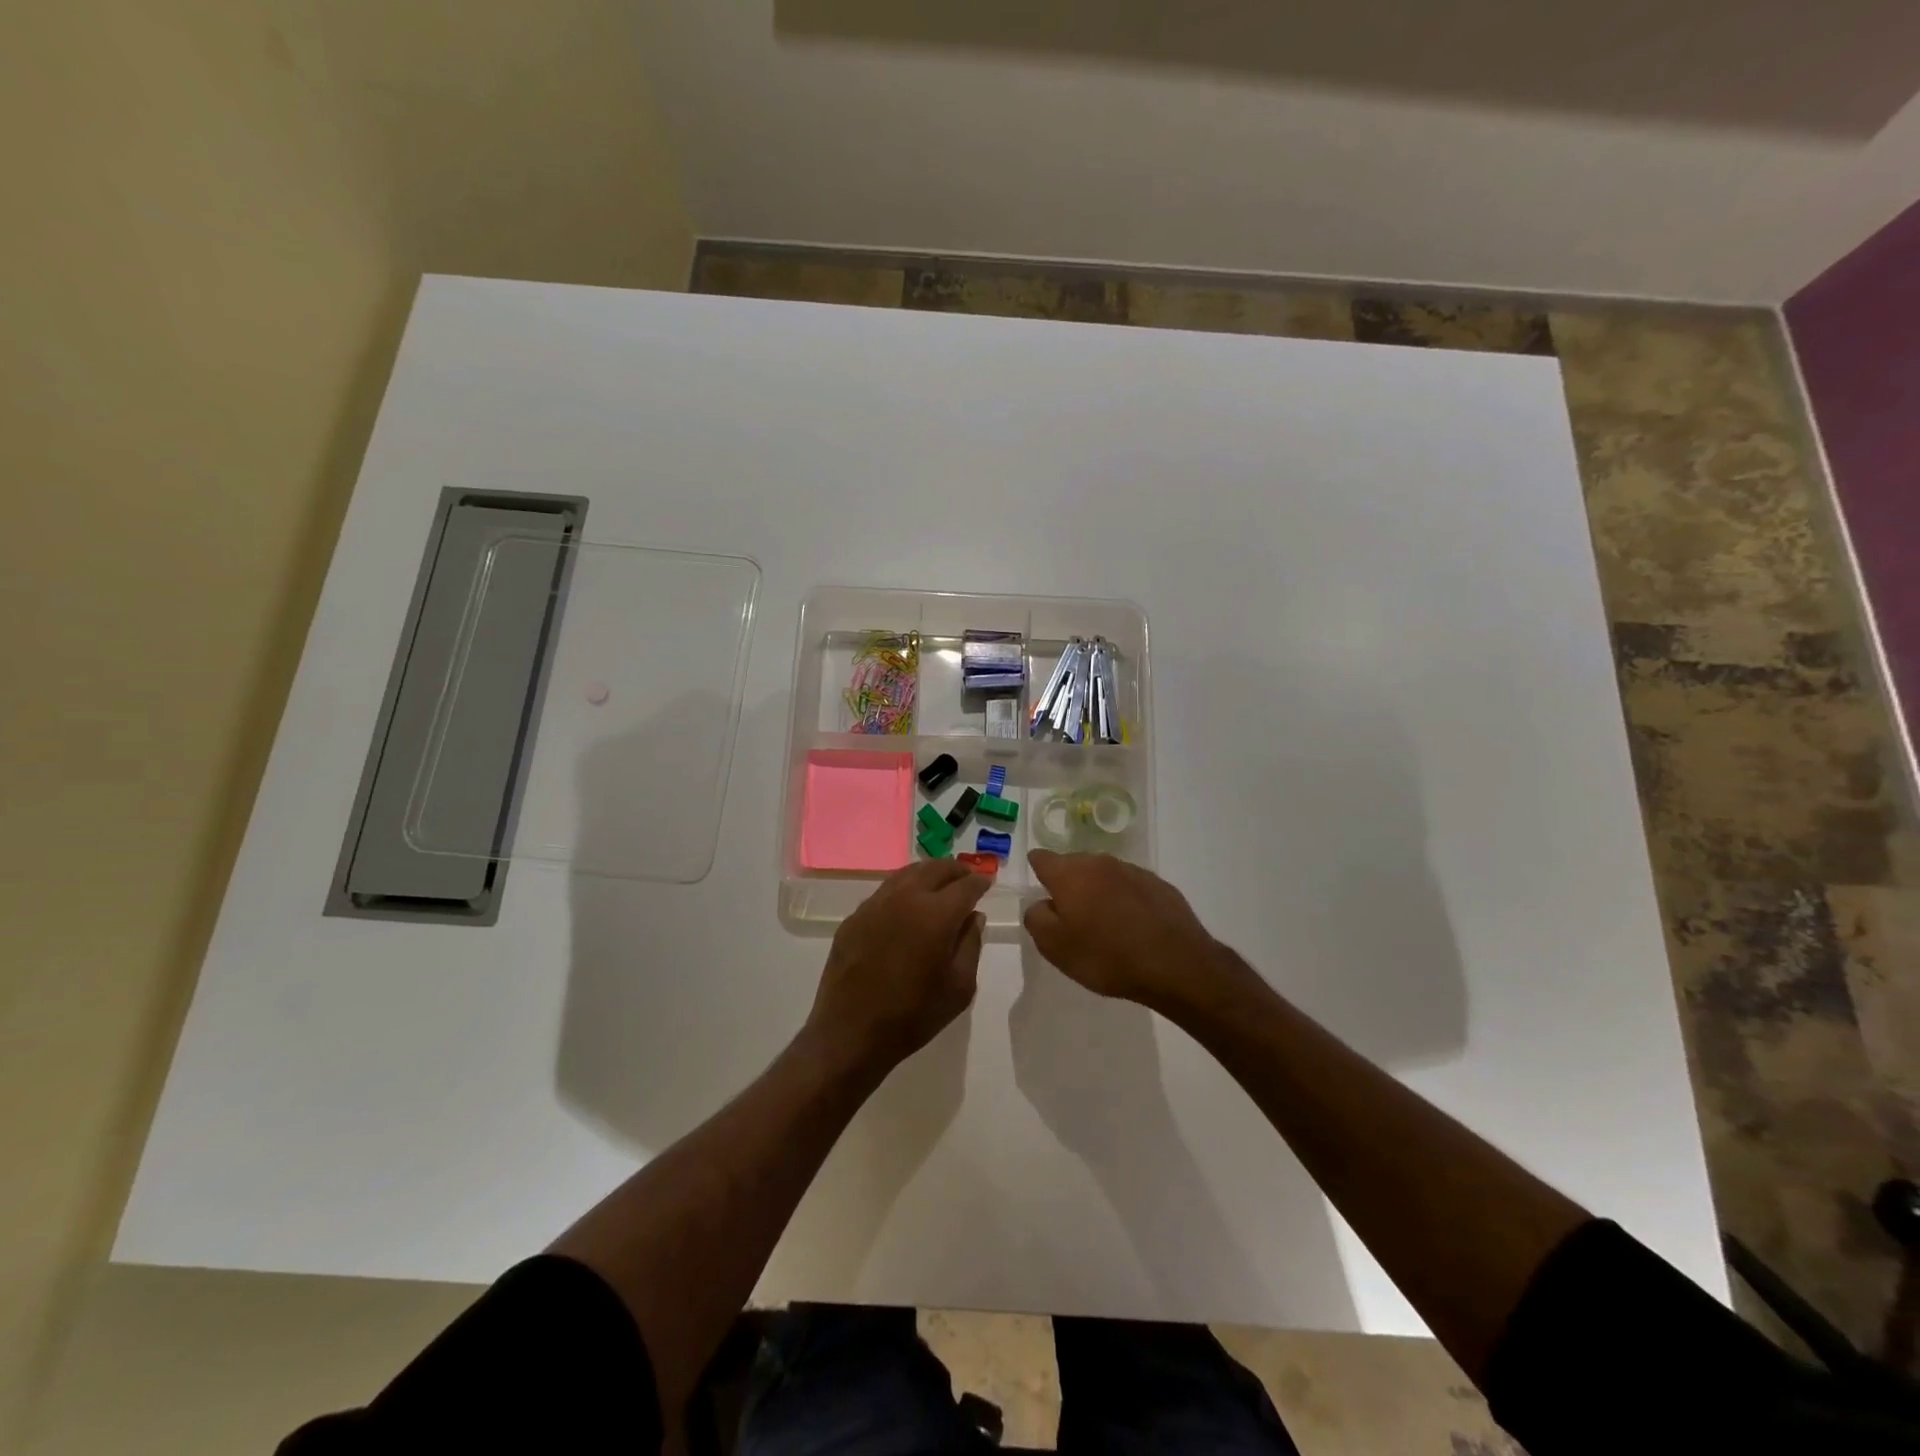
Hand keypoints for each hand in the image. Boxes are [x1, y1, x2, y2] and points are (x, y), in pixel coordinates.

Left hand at [806, 859, 989, 1078]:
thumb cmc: (914, 1015)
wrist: (851, 1032)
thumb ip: (971, 944)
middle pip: (935, 869)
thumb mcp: (960, 987)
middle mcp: (906, 898)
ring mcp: (876, 904)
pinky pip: (885, 891)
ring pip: (907, 874)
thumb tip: (973, 916)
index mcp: (937, 914)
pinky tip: (907, 903)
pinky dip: (904, 888)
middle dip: (955, 870)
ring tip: (939, 882)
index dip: (980, 882)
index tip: (987, 882)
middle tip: (966, 876)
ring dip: (928, 873)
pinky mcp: (855, 917)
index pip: (965, 886)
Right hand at [1023, 851, 1228, 1014]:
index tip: (1040, 889)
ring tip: (1103, 924)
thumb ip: (1037, 919)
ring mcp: (1132, 871)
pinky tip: (1132, 926)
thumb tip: (1041, 904)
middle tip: (1071, 916)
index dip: (1037, 871)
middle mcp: (1100, 863)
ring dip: (1098, 892)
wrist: (1176, 964)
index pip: (1042, 858)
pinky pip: (1130, 887)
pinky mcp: (1158, 885)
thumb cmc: (1107, 956)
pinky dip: (1124, 900)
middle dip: (1069, 884)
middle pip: (1074, 865)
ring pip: (1103, 875)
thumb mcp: (1055, 947)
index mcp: (1070, 874)